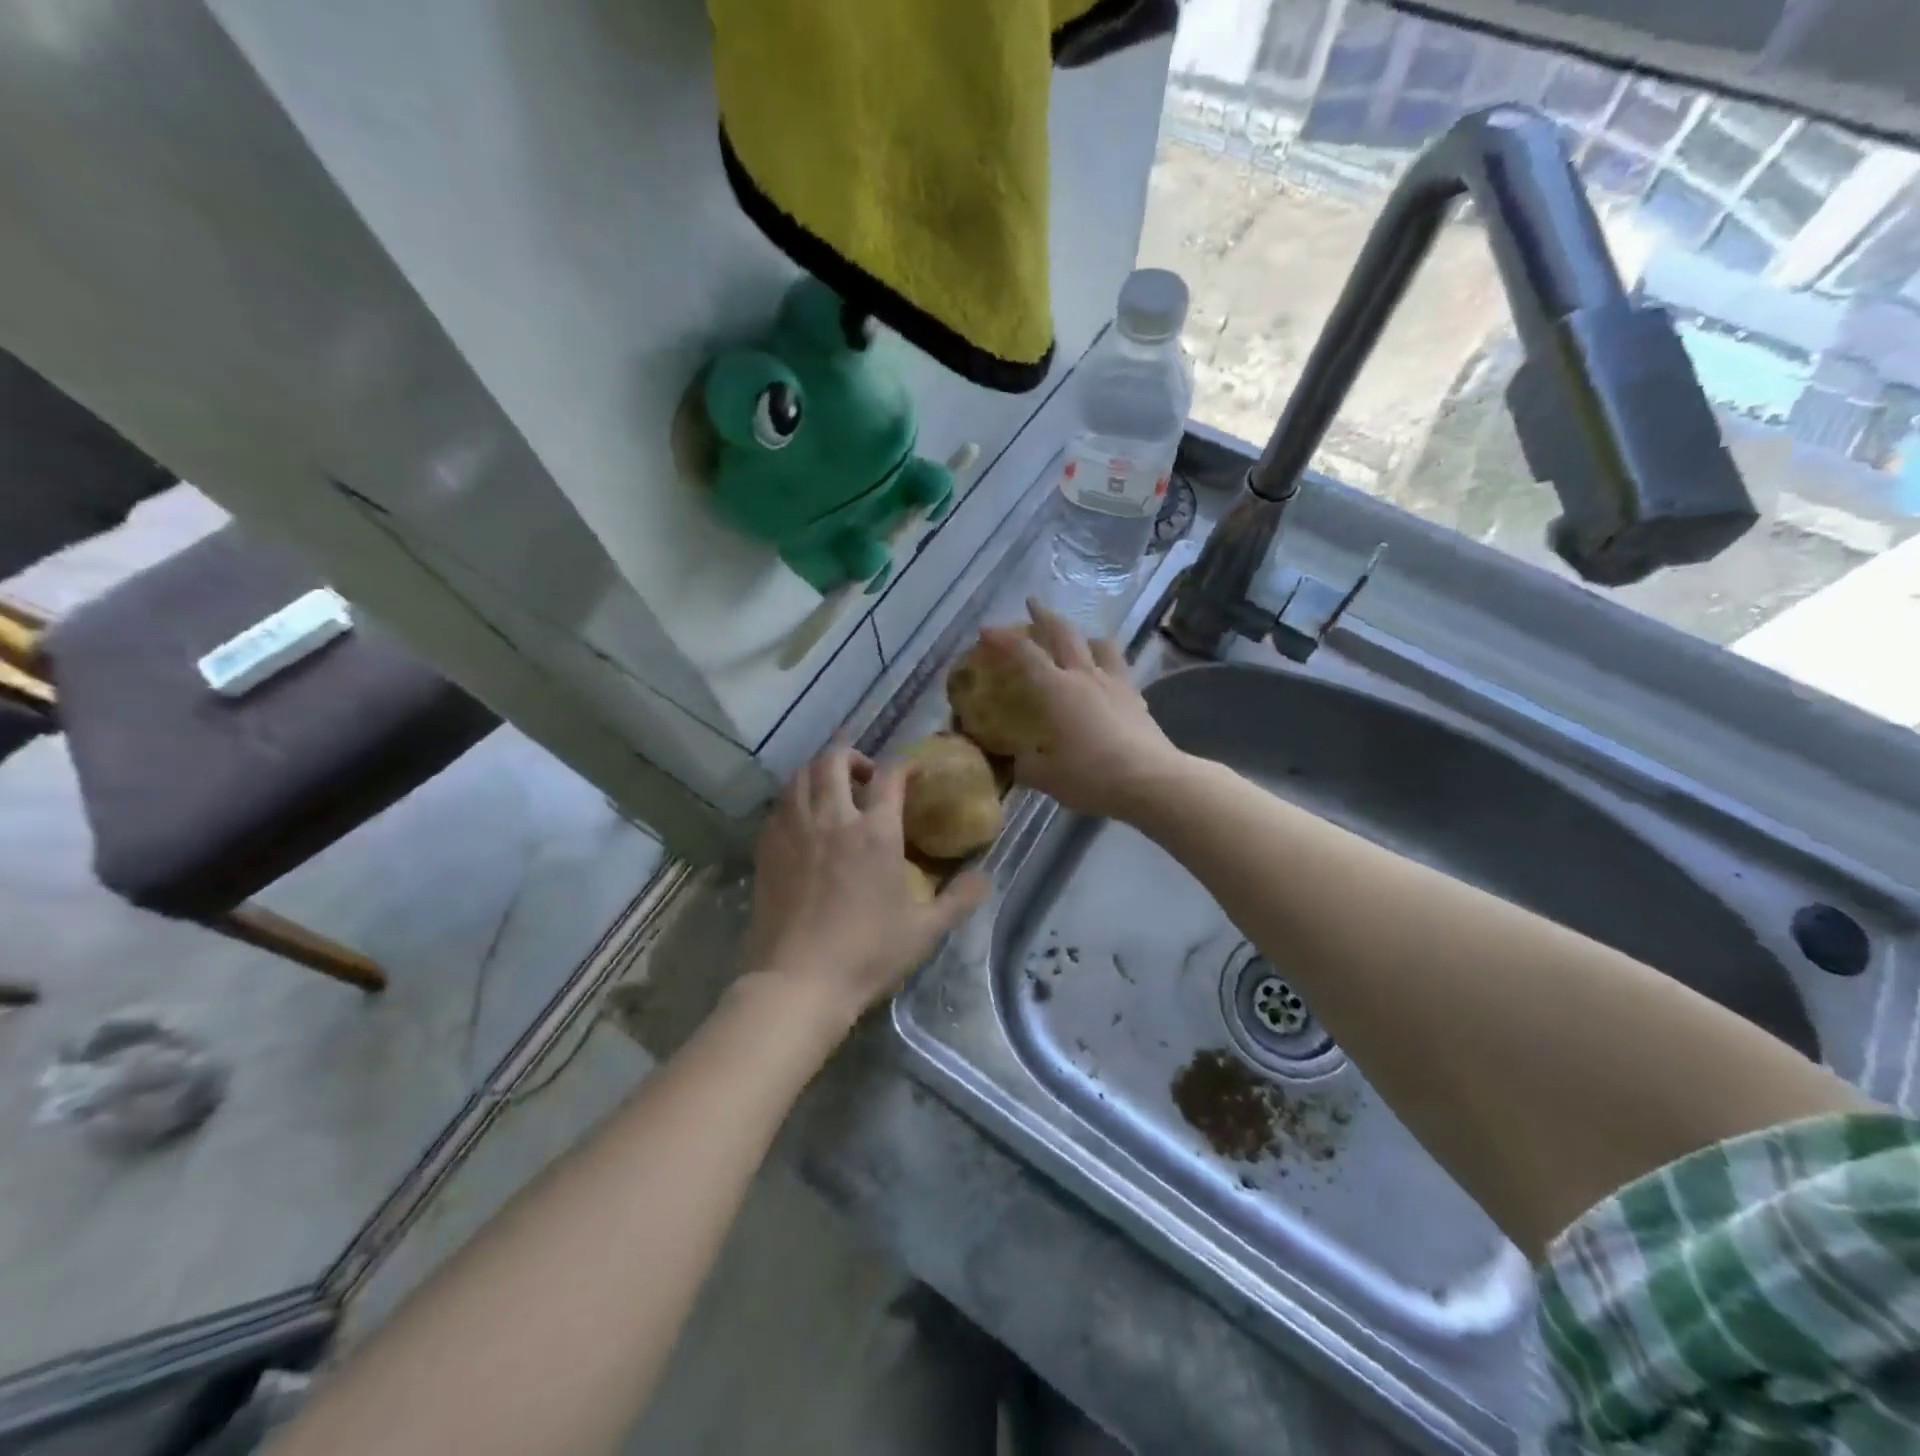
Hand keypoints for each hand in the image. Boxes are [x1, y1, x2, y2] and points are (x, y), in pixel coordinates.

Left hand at [745, 747, 987, 1036]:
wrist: (799, 981)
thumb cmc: (867, 954)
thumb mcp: (925, 931)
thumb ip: (959, 899)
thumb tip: (985, 877)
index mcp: (875, 833)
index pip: (889, 776)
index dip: (903, 766)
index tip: (912, 772)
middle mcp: (832, 819)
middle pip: (834, 760)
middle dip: (851, 755)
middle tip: (864, 775)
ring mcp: (794, 830)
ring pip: (800, 775)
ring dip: (818, 770)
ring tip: (831, 788)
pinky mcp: (767, 847)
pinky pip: (779, 804)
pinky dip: (794, 797)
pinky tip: (803, 817)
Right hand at [978, 601, 1186, 819]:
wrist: (1150, 780)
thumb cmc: (1091, 775)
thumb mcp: (1046, 776)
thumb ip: (1026, 764)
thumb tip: (1017, 761)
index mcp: (1057, 689)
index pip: (1025, 654)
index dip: (1003, 639)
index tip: (986, 630)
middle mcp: (1085, 676)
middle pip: (1064, 633)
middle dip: (1045, 616)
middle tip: (1032, 604)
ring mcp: (1115, 683)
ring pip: (1099, 644)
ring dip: (1083, 634)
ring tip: (1077, 639)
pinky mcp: (1136, 697)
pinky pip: (1119, 667)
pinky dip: (1107, 662)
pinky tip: (1104, 677)